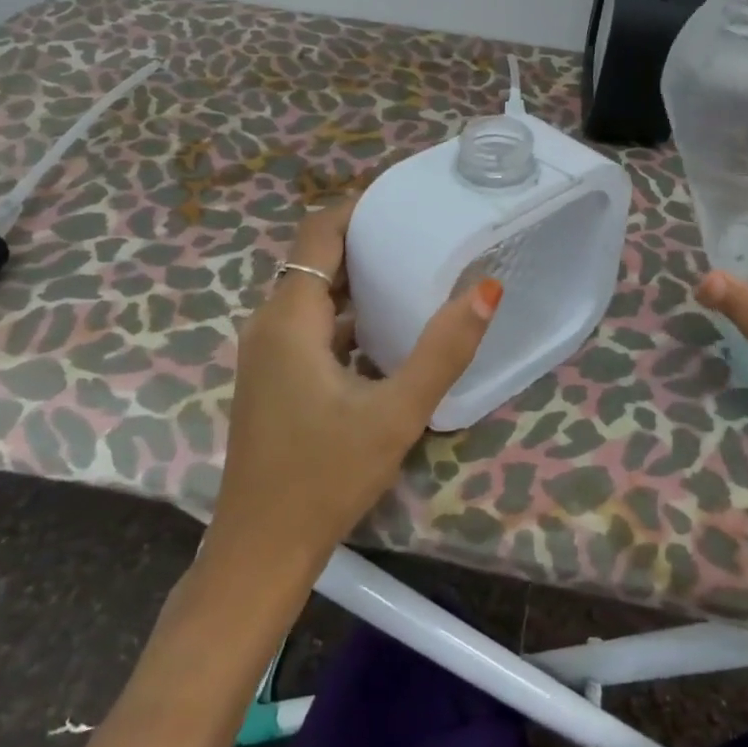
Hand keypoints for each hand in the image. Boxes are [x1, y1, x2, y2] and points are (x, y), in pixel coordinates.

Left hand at [212, 195, 503, 570]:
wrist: (261, 551)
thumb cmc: (325, 479)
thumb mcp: (396, 414)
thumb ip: (443, 350)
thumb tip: (486, 287)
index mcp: (289, 319)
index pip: (318, 233)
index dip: (357, 206)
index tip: (404, 195)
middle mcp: (269, 324)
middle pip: (316, 259)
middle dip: (364, 238)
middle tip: (421, 229)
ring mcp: (266, 354)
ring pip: (313, 295)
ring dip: (357, 277)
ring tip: (413, 268)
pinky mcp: (273, 379)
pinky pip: (311, 326)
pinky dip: (346, 313)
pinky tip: (386, 330)